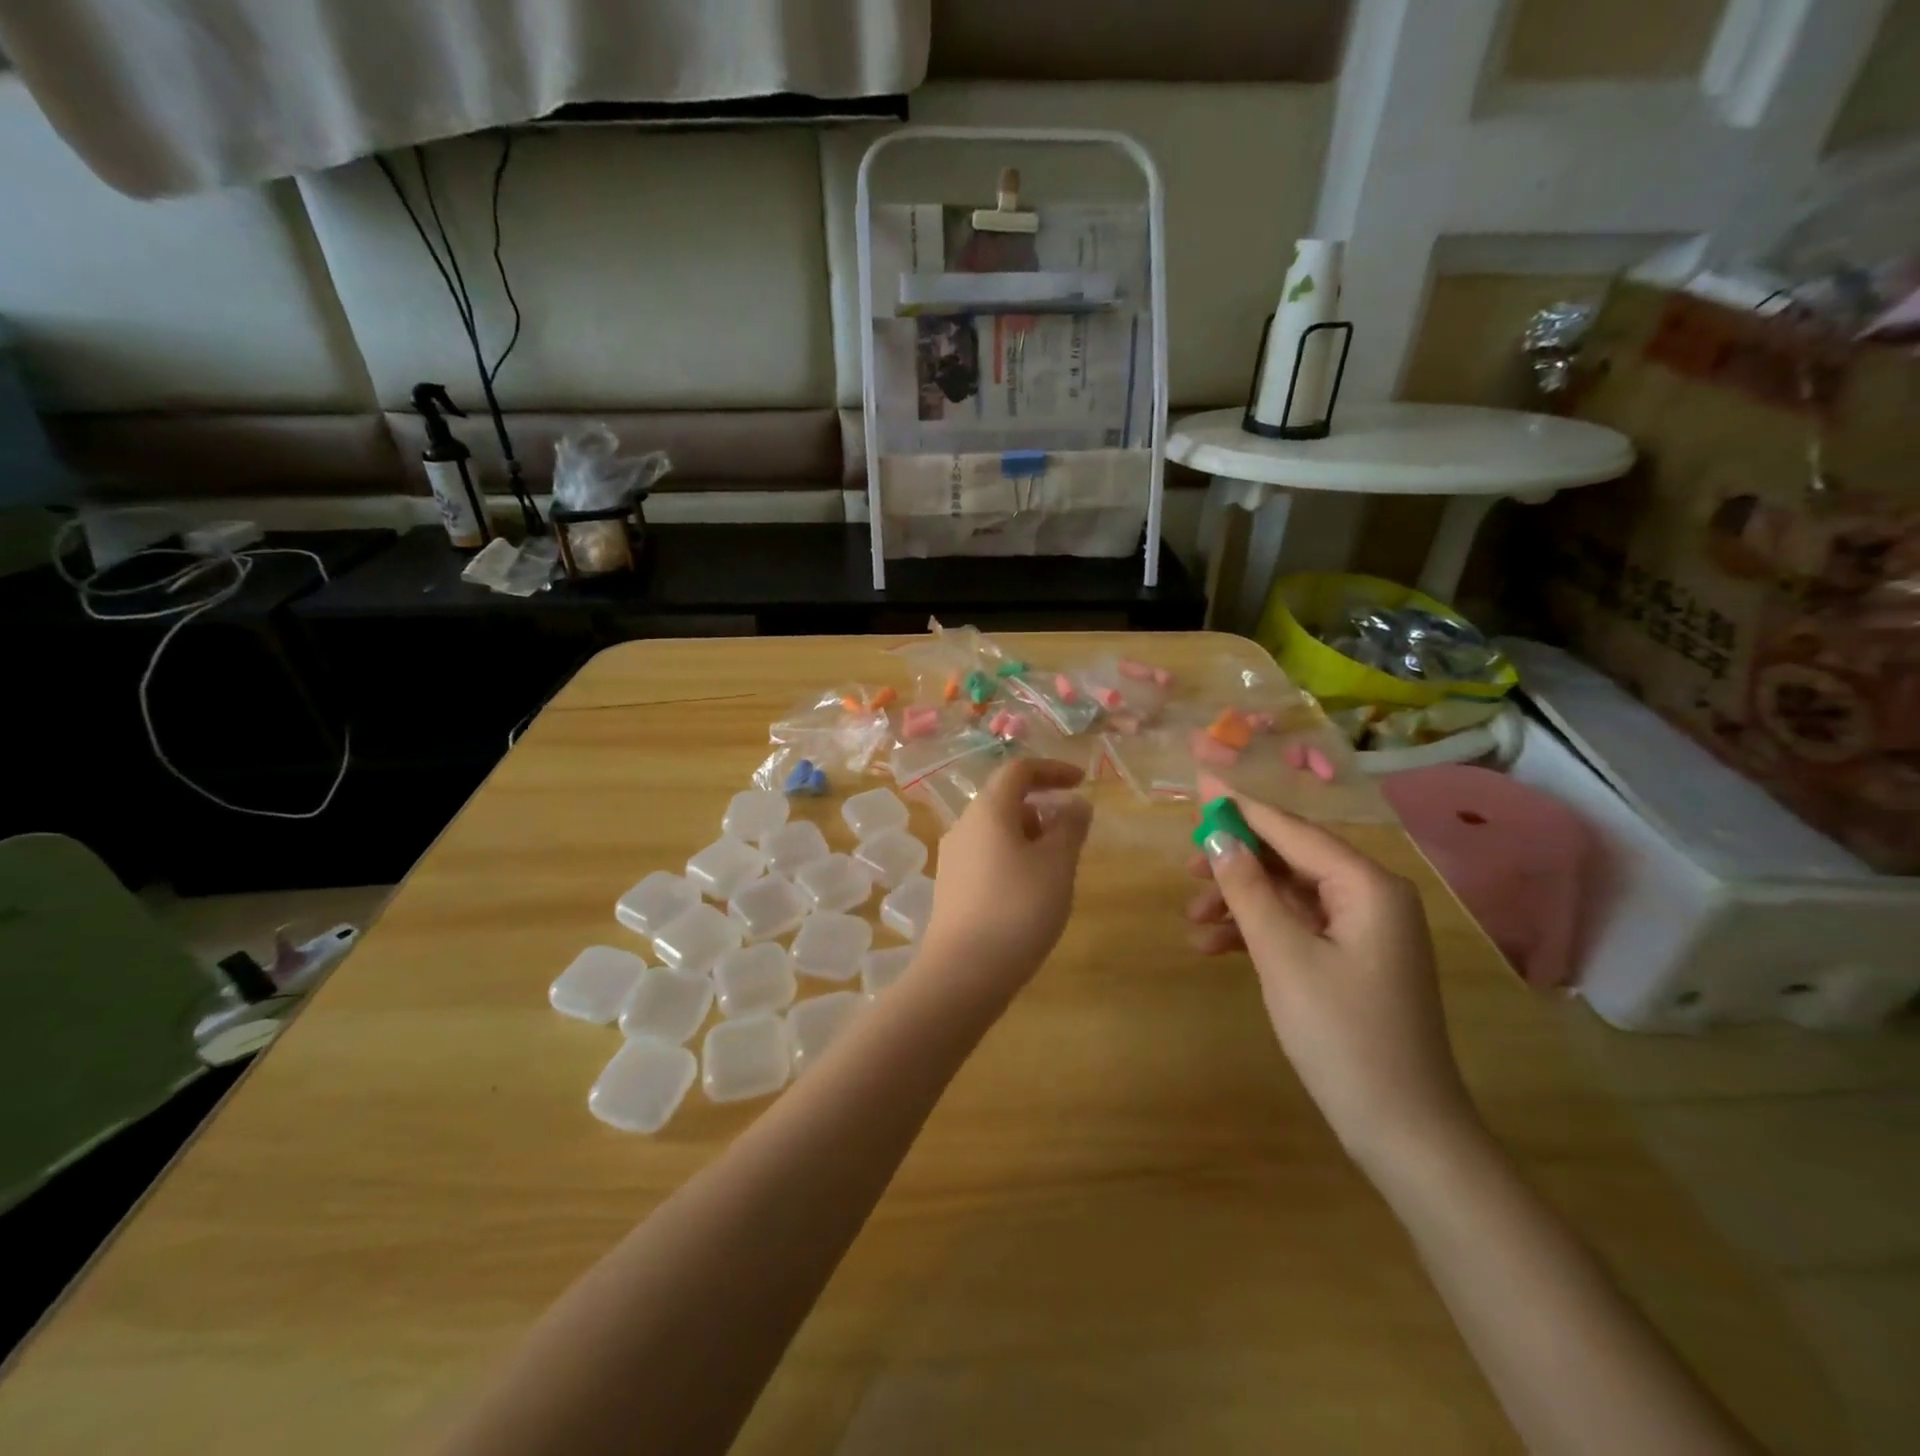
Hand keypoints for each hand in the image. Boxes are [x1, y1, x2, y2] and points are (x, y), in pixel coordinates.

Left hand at [919, 758, 1092, 1005]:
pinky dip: (1014, 859)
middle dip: (1043, 809)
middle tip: (1073, 837)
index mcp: (988, 810)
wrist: (963, 972)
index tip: (1082, 782)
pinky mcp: (952, 888)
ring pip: (997, 832)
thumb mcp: (1057, 864)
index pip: (1018, 770)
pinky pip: (988, 857)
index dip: (1052, 770)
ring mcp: (953, 858)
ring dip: (1030, 837)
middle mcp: (964, 826)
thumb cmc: (1018, 908)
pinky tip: (1031, 894)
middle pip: (1006, 801)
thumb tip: (1075, 804)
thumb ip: (1070, 827)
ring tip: (1057, 871)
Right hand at [1186, 773, 1476, 1167]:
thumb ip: (1248, 889)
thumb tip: (1217, 836)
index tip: (1199, 783)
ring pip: (1289, 894)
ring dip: (1240, 902)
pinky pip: (1298, 926)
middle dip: (1236, 862)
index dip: (1241, 807)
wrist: (1404, 1131)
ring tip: (1192, 920)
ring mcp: (1365, 930)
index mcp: (1368, 885)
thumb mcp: (1283, 956)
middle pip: (1291, 859)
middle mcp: (1372, 896)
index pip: (1293, 830)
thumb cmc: (1342, 1035)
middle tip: (1186, 869)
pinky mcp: (1354, 960)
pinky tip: (1215, 948)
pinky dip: (1257, 932)